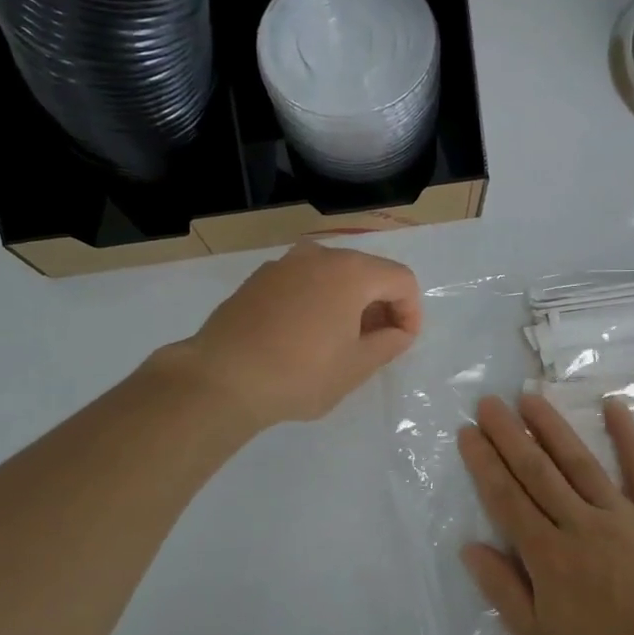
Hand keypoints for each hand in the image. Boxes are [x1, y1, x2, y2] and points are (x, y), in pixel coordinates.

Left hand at [170, 241, 421, 429]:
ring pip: (332, 276)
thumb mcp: (356, 366)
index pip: (401, 280)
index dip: (411, 312)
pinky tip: (304, 336)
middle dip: (380, 306)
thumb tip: (398, 332)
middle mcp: (320, 255)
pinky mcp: (258, 279)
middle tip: (376, 345)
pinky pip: (303, 283)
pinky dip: (317, 302)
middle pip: (367, 272)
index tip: (401, 344)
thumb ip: (388, 343)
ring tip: (340, 342)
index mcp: (351, 271)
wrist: (222, 378)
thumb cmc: (300, 373)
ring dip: (348, 303)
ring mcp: (284, 264)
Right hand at [458, 394, 633, 634]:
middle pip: (537, 472)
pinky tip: (613, 406)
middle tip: (488, 403)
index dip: (485, 464)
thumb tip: (471, 547)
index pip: (507, 499)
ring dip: (552, 427)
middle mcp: (580, 523)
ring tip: (530, 398)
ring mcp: (622, 514)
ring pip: (579, 462)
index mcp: (548, 554)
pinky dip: (628, 437)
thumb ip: (503, 591)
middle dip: (509, 435)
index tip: (468, 433)